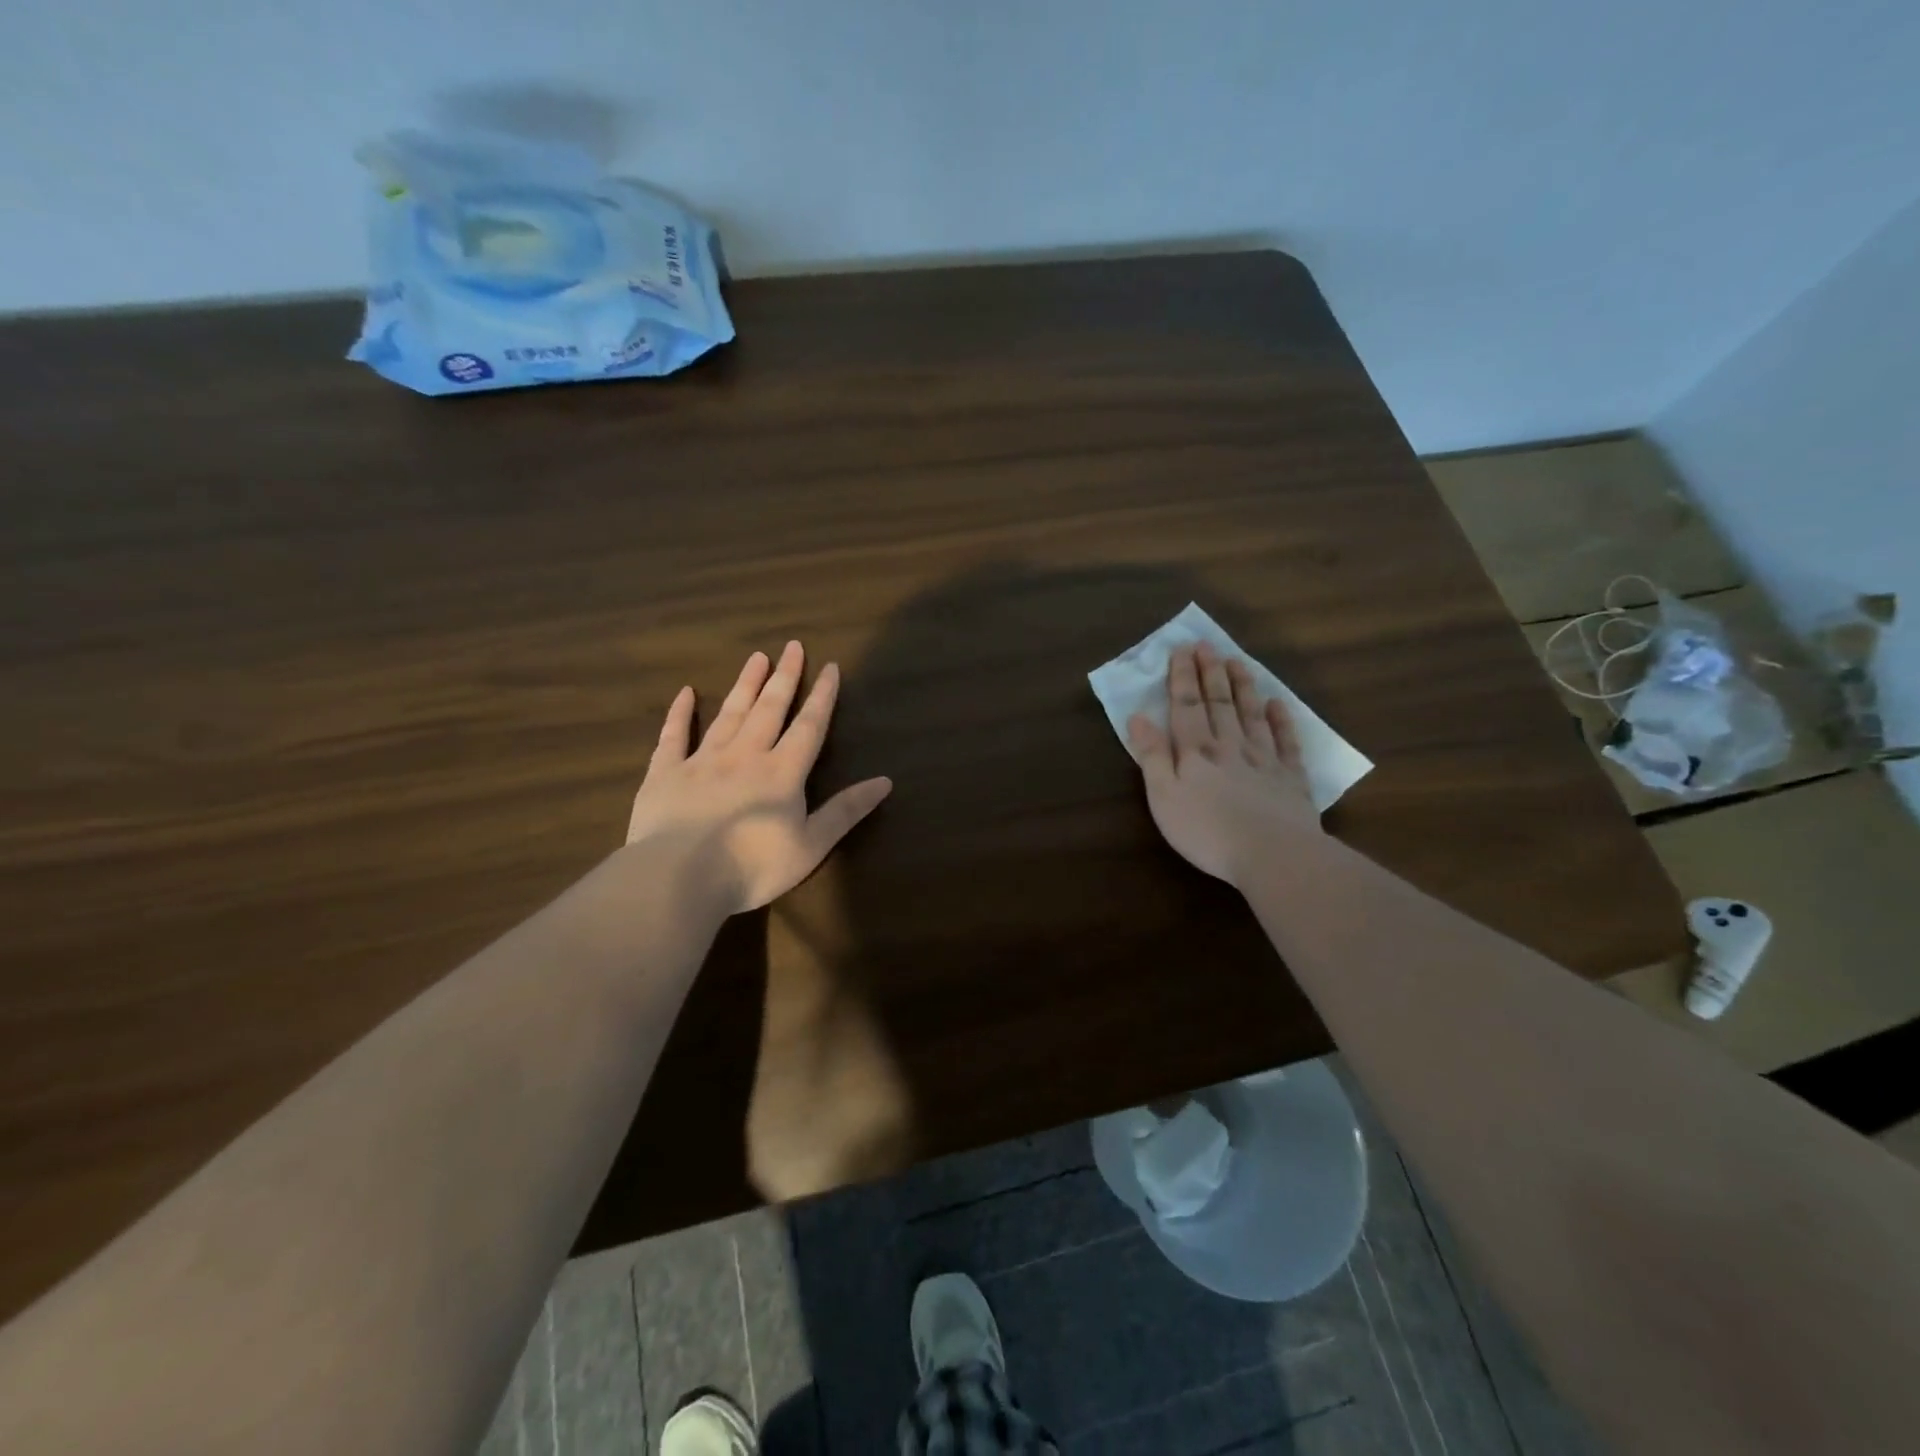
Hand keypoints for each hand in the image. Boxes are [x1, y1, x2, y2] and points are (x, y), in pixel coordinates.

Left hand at [626, 642, 891, 913]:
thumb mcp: (811, 845)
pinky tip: (685, 693)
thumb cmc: (752, 867)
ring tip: (756, 658)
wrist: (678, 878)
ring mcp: (702, 761)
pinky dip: (679, 713)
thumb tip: (885, 781)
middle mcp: (745, 755)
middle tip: (792, 646)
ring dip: (745, 685)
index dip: (822, 696)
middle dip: (784, 677)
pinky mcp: (665, 774)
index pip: (809, 726)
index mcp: (782, 772)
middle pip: (769, 709)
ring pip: (729, 714)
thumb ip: (846, 811)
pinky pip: (673, 736)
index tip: (829, 666)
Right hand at [1127, 643, 1319, 887]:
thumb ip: (1152, 756)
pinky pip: (1286, 742)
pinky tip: (1278, 705)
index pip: (1186, 706)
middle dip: (1210, 673)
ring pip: (1252, 715)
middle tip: (1207, 645)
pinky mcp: (1291, 779)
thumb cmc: (1207, 831)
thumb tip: (1137, 717)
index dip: (1182, 677)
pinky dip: (1282, 721)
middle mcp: (1230, 747)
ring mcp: (1264, 760)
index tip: (1182, 649)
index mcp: (1196, 752)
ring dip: (1243, 687)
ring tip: (1237, 662)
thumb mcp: (1164, 797)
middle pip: (1219, 704)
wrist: (1273, 854)